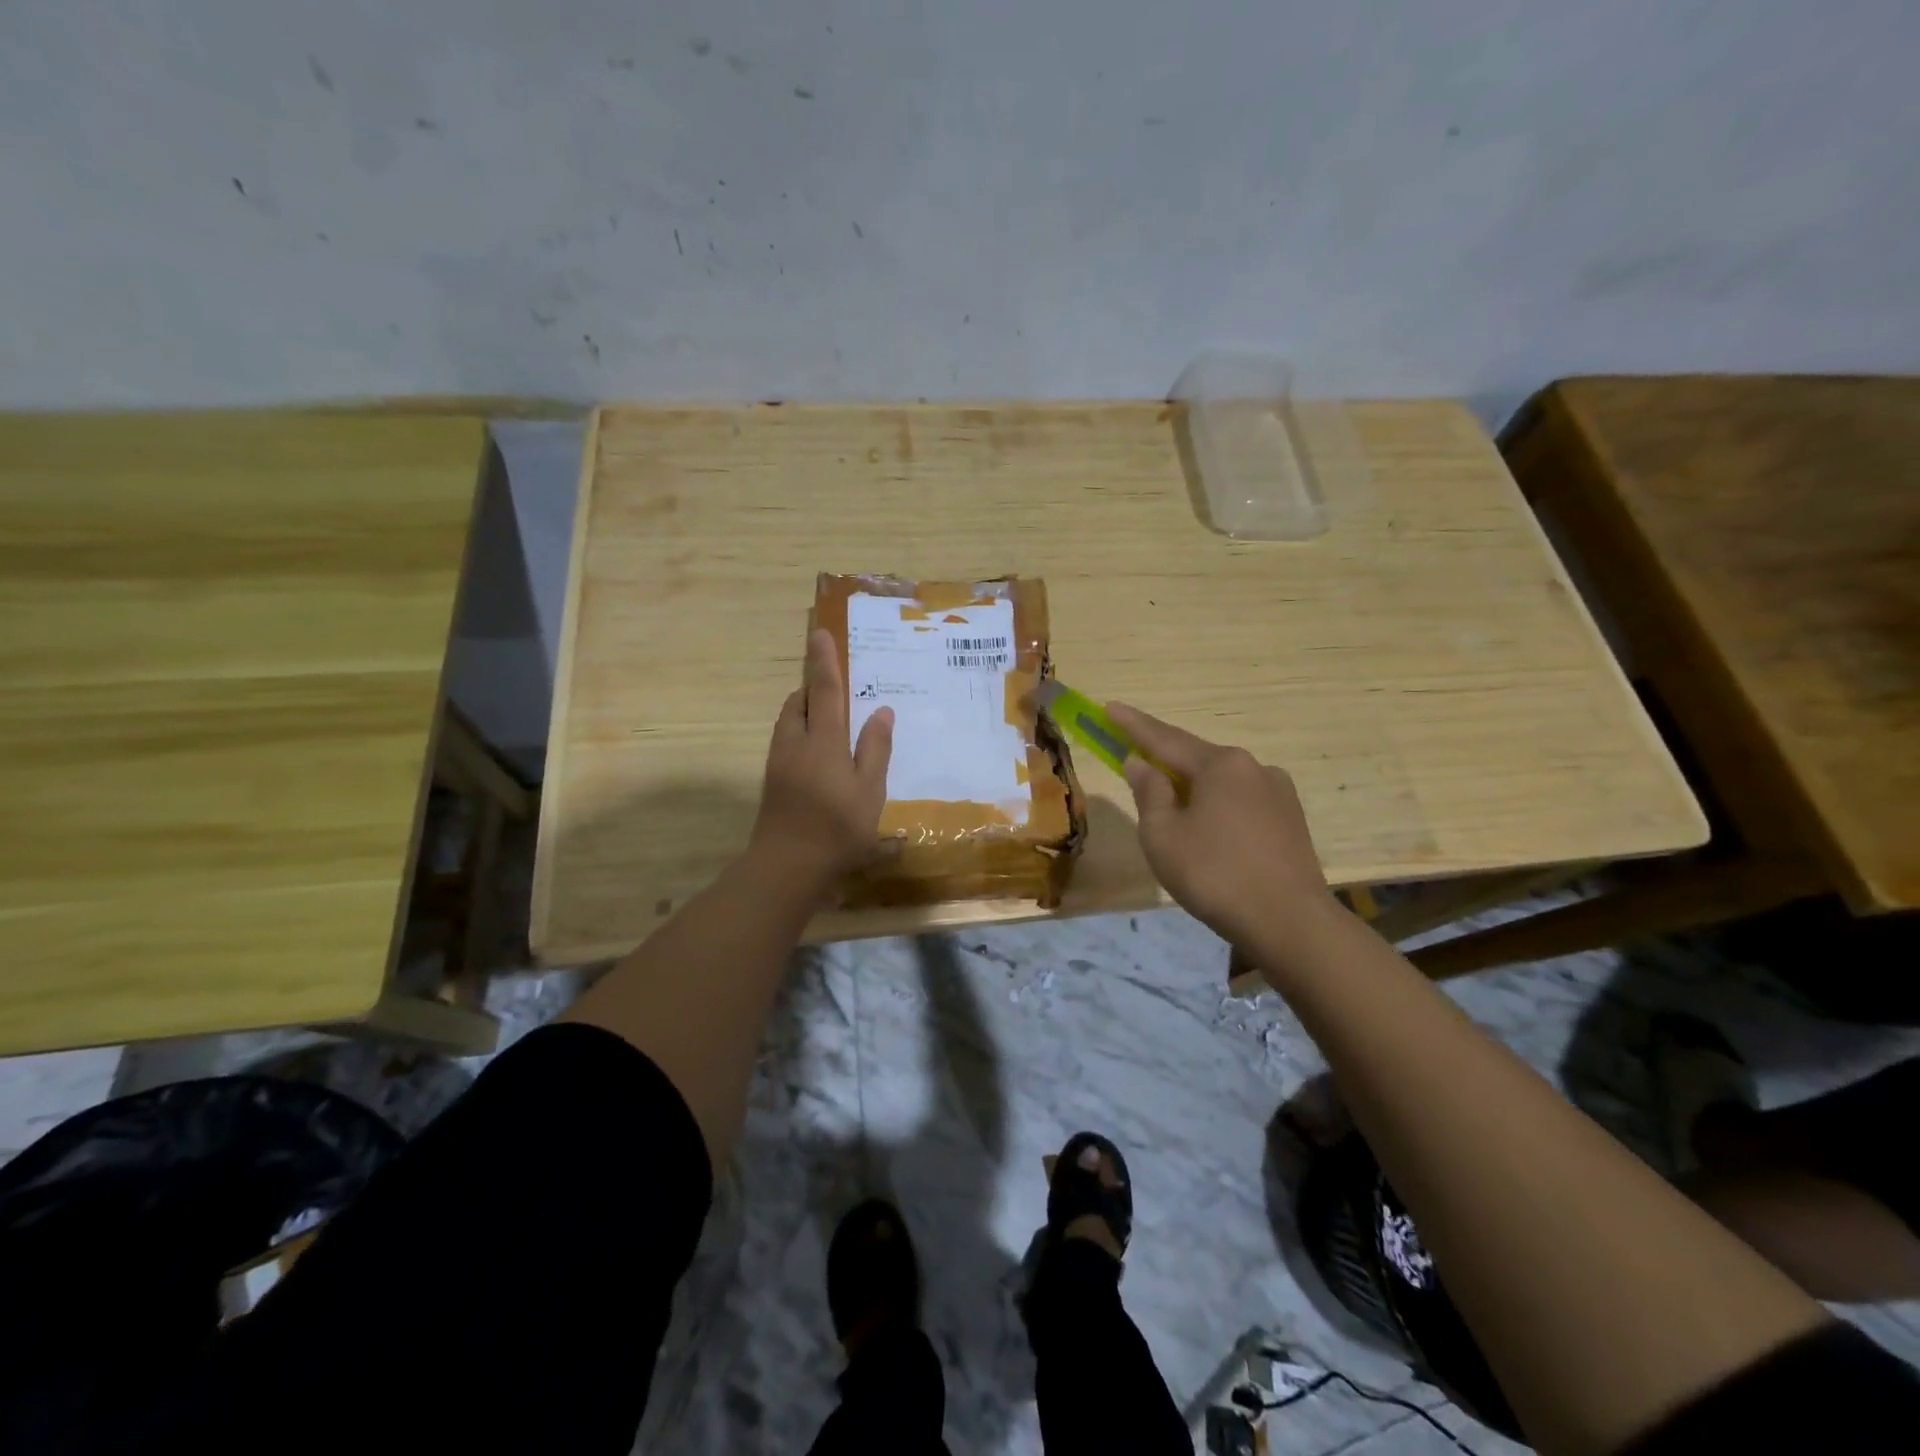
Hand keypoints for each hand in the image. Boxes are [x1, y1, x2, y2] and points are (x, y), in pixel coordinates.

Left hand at [750, 628, 893, 884]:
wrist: (787, 867)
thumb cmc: (838, 828)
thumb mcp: (870, 790)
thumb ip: (875, 748)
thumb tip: (882, 711)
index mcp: (823, 741)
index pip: (824, 690)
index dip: (824, 661)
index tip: (820, 633)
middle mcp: (795, 743)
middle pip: (798, 703)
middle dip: (812, 688)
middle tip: (834, 688)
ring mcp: (779, 763)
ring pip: (788, 723)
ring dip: (804, 711)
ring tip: (829, 720)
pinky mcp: (773, 782)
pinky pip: (786, 742)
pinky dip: (800, 734)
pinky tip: (818, 757)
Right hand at [1106, 703, 1332, 950]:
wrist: (1290, 922)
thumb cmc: (1215, 875)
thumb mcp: (1163, 835)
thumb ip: (1148, 793)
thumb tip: (1140, 763)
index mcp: (1220, 764)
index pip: (1165, 738)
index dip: (1132, 725)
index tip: (1109, 707)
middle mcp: (1253, 767)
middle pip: (1196, 758)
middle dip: (1164, 761)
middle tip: (1135, 763)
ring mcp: (1278, 793)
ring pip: (1221, 782)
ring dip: (1192, 788)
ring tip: (1172, 811)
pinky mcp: (1291, 820)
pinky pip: (1241, 802)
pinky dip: (1216, 808)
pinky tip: (1209, 832)